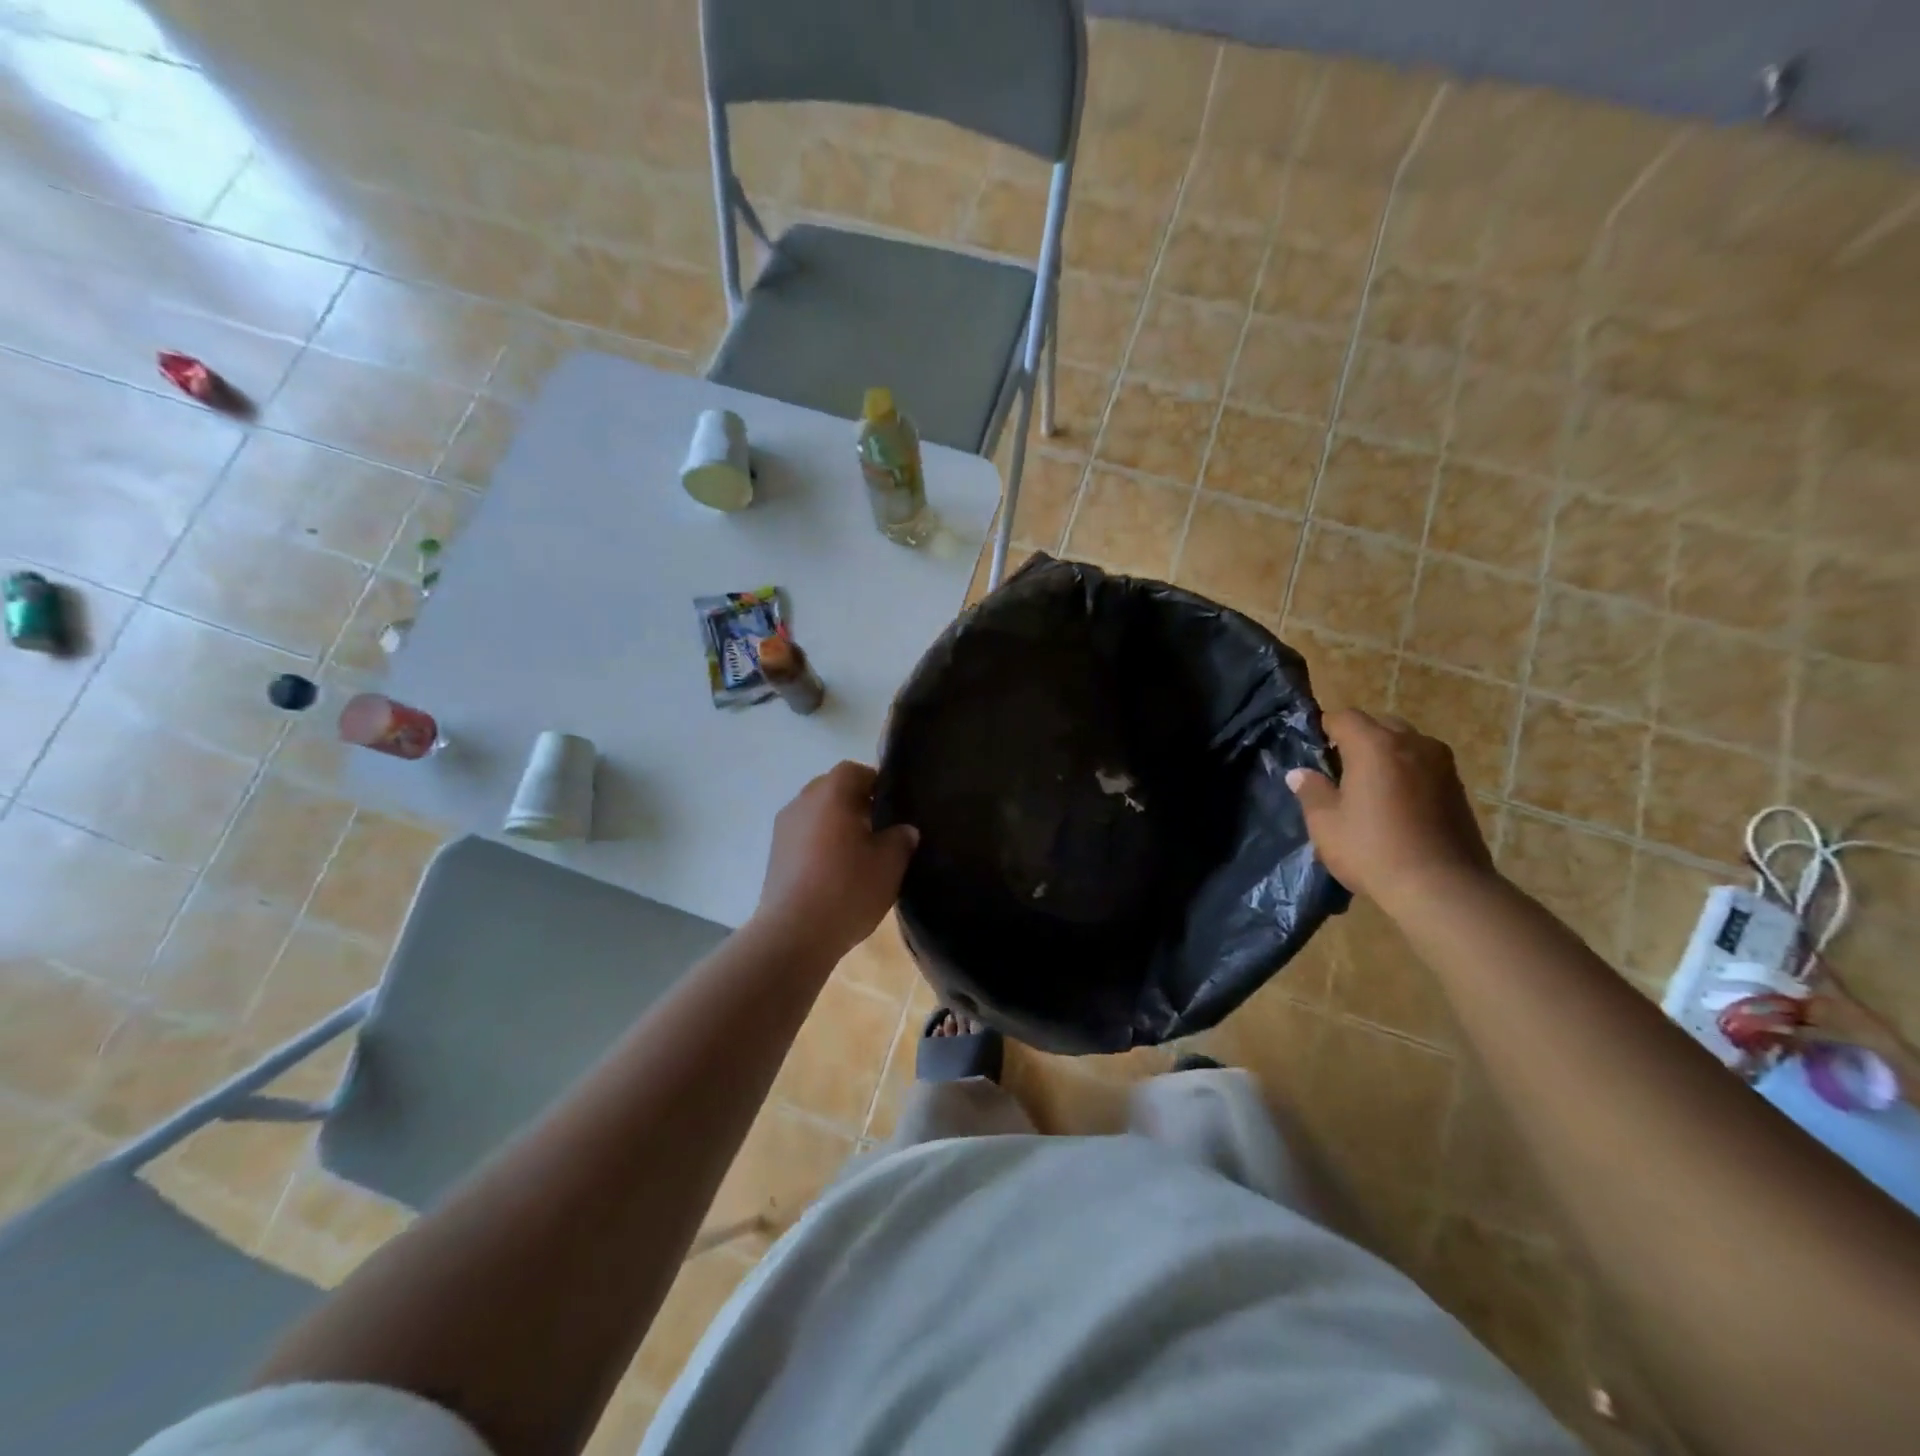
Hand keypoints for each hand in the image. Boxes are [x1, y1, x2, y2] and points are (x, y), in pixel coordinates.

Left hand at [752, 761, 918, 961]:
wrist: (794, 933)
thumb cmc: (847, 889)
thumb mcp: (889, 864)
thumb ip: (901, 839)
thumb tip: (904, 829)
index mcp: (831, 794)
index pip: (854, 770)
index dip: (876, 782)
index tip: (894, 804)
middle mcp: (802, 802)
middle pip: (832, 788)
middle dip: (855, 801)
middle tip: (880, 826)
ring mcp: (783, 828)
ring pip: (816, 812)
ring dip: (836, 822)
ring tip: (859, 850)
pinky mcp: (775, 854)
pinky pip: (803, 834)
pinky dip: (820, 841)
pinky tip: (836, 869)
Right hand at [1287, 709, 1492, 908]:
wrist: (1443, 888)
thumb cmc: (1373, 850)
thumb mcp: (1326, 824)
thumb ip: (1312, 792)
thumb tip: (1300, 774)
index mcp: (1375, 746)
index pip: (1344, 717)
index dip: (1325, 729)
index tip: (1313, 751)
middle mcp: (1413, 744)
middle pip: (1379, 725)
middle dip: (1358, 739)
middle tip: (1340, 771)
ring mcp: (1442, 765)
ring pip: (1406, 744)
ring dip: (1386, 756)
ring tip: (1369, 789)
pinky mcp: (1458, 788)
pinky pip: (1424, 766)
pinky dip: (1407, 774)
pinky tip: (1396, 805)